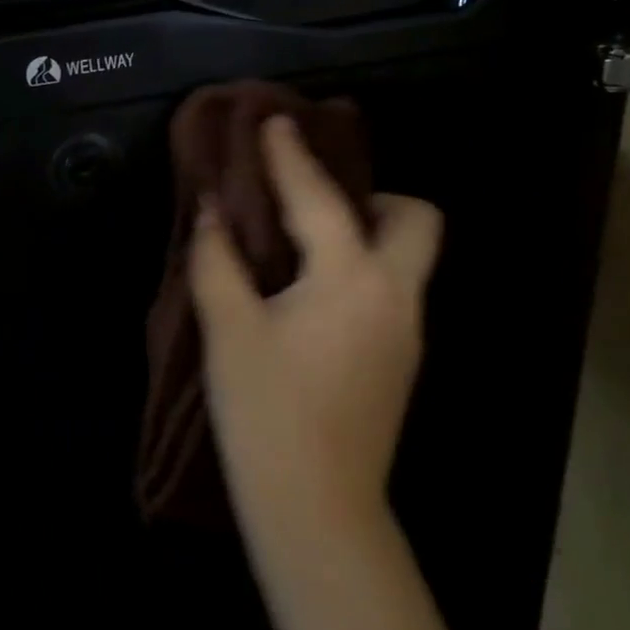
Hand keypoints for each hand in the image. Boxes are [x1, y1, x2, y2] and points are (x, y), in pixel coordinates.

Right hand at [191, 115, 441, 554]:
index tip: (275, 120)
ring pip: (407, 259)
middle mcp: (396, 296)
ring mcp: (406, 332)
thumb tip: (213, 209)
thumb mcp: (229, 330)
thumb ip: (218, 260)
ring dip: (366, 233)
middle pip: (416, 220)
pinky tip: (314, 292)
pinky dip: (362, 270)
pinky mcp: (400, 362)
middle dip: (374, 195)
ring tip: (306, 240)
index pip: (320, 199)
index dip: (292, 155)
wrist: (317, 509)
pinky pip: (391, 290)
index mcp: (352, 279)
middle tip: (318, 200)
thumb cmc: (267, 412)